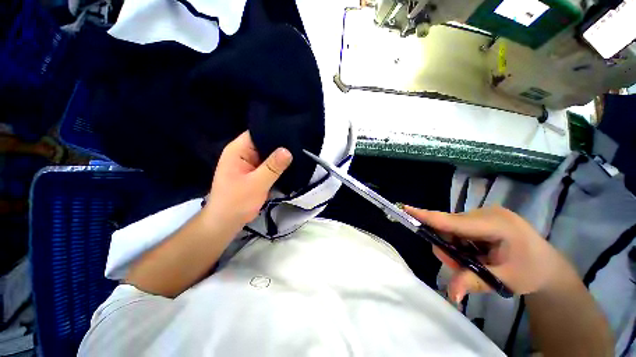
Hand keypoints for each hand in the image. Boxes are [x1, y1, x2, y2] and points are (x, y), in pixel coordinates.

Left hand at [203, 131, 292, 229]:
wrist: (226, 222)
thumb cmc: (236, 202)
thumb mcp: (256, 184)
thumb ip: (272, 167)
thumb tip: (288, 150)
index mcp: (238, 150)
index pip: (258, 132)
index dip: (274, 130)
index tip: (293, 131)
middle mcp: (244, 153)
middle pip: (265, 142)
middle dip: (281, 143)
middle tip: (300, 142)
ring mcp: (250, 163)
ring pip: (269, 154)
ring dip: (281, 155)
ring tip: (300, 151)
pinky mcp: (255, 172)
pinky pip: (269, 164)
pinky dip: (279, 165)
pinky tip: (292, 163)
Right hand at [404, 206, 573, 302]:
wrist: (547, 265)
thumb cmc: (530, 272)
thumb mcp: (504, 281)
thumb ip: (474, 282)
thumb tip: (451, 295)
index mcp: (497, 225)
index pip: (454, 221)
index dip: (428, 217)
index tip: (406, 209)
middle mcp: (486, 213)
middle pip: (449, 226)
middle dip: (448, 247)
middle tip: (460, 266)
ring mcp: (484, 214)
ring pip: (451, 228)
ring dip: (454, 247)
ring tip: (472, 262)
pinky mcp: (481, 218)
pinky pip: (458, 229)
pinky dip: (459, 243)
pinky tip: (474, 254)